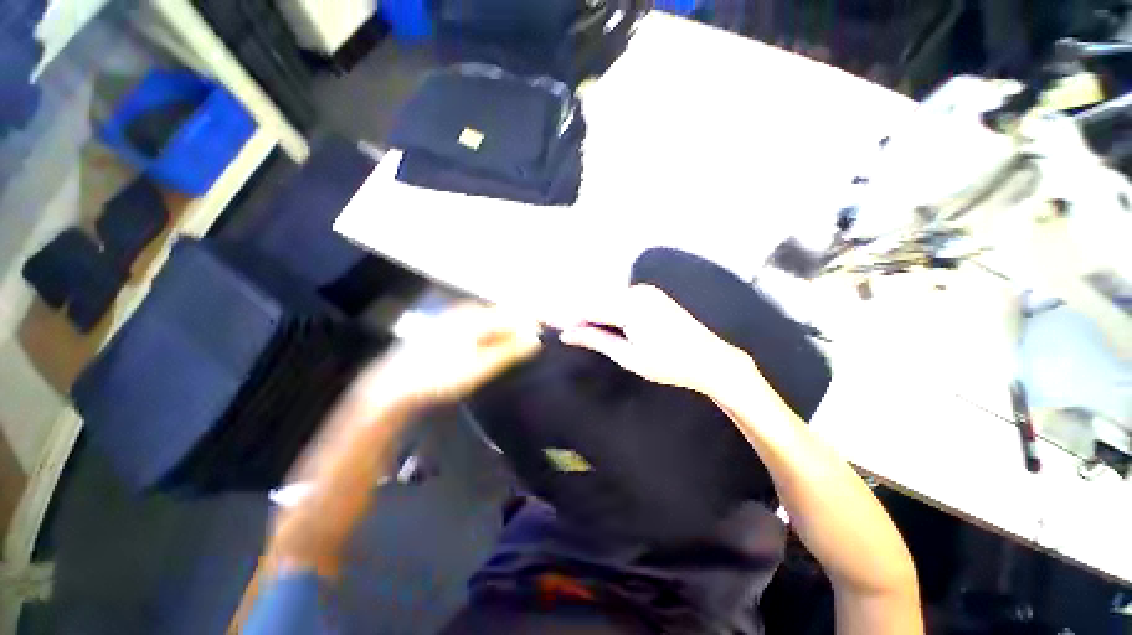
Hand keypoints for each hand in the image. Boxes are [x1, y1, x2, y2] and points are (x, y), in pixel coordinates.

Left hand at [361, 303, 542, 406]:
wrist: (394, 384)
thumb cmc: (440, 375)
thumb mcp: (479, 366)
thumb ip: (509, 351)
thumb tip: (535, 340)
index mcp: (476, 316)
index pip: (513, 314)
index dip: (531, 324)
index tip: (542, 337)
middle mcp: (467, 311)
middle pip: (502, 315)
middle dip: (519, 328)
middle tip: (530, 347)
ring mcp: (456, 317)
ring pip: (491, 321)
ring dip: (506, 333)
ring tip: (515, 350)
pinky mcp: (449, 327)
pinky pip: (479, 326)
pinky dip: (491, 336)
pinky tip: (491, 350)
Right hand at [559, 285, 753, 396]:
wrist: (711, 360)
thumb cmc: (670, 364)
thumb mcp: (629, 356)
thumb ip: (596, 339)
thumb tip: (567, 334)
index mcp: (630, 306)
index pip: (588, 309)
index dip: (565, 316)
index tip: (544, 320)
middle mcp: (636, 292)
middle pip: (596, 302)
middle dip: (578, 317)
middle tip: (562, 331)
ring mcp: (645, 291)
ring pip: (607, 301)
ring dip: (592, 315)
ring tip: (577, 331)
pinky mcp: (650, 296)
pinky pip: (619, 302)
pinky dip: (607, 313)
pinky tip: (599, 324)